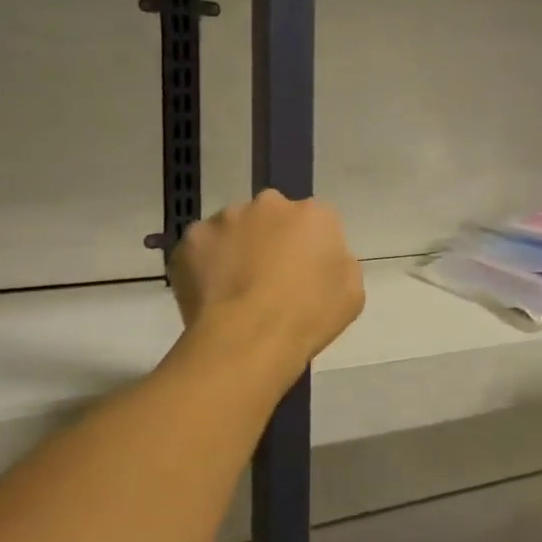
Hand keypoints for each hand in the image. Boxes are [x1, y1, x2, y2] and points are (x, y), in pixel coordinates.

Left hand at [172, 190, 364, 365]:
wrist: (249, 338)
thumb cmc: (308, 317)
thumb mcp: (351, 292)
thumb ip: (337, 262)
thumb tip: (320, 259)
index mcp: (313, 213)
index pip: (314, 221)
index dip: (308, 247)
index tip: (304, 274)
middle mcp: (268, 204)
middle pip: (271, 217)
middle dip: (269, 239)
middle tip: (268, 279)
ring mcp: (225, 218)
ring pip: (232, 229)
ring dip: (235, 250)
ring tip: (235, 291)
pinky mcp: (190, 239)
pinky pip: (200, 249)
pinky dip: (203, 266)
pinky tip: (211, 296)